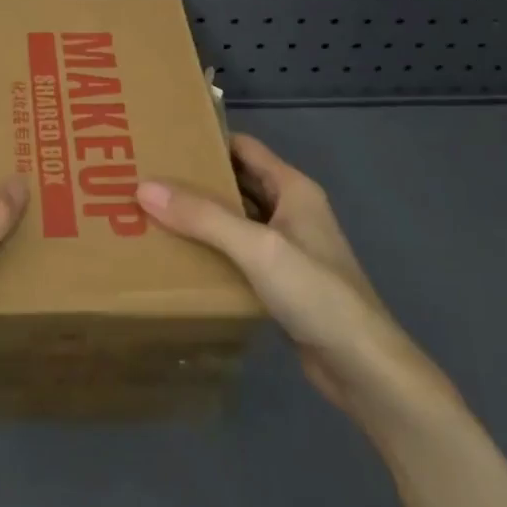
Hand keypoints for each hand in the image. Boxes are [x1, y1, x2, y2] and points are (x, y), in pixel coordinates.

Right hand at [137, 134, 457, 433]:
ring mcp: (288, 247)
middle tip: (148, 177)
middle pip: (238, 182)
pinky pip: (240, 253)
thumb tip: (144, 187)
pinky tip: (182, 257)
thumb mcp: (256, 247)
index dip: (206, 140)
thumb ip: (202, 216)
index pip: (243, 147)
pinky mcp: (282, 282)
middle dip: (197, 179)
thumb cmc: (315, 292)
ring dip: (203, 216)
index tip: (163, 140)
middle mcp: (291, 210)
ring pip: (237, 219)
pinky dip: (214, 250)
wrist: (362, 366)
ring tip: (154, 214)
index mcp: (293, 188)